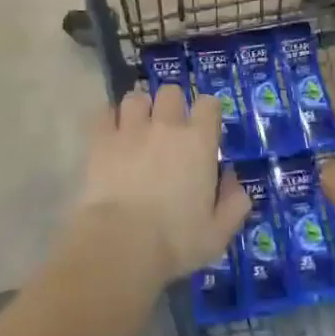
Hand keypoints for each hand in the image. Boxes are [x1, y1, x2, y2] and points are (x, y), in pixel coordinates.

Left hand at [70, 87, 250, 285]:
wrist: (122, 244)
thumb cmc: (176, 241)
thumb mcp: (218, 232)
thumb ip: (234, 203)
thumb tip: (232, 181)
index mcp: (199, 142)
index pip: (209, 104)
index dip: (207, 111)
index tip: (205, 128)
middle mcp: (166, 126)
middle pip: (170, 92)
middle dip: (171, 105)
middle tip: (169, 128)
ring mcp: (130, 130)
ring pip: (135, 98)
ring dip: (139, 109)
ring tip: (137, 127)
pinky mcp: (100, 141)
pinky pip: (104, 113)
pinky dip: (109, 119)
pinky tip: (111, 134)